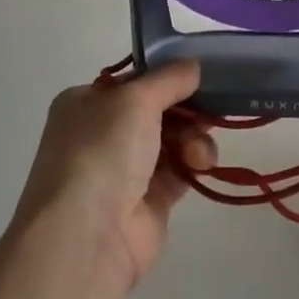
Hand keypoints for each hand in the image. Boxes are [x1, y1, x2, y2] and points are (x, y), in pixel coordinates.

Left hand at [13, 62, 217, 288]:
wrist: (86, 235)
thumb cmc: (102, 152)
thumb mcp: (135, 100)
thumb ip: (169, 79)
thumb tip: (193, 64)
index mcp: (85, 103)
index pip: (133, 81)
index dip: (166, 77)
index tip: (200, 75)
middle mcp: (102, 134)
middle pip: (157, 111)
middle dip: (187, 109)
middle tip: (213, 108)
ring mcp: (124, 169)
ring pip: (172, 140)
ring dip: (194, 137)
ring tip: (199, 149)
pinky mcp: (148, 200)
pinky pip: (179, 171)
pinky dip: (194, 164)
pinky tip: (201, 164)